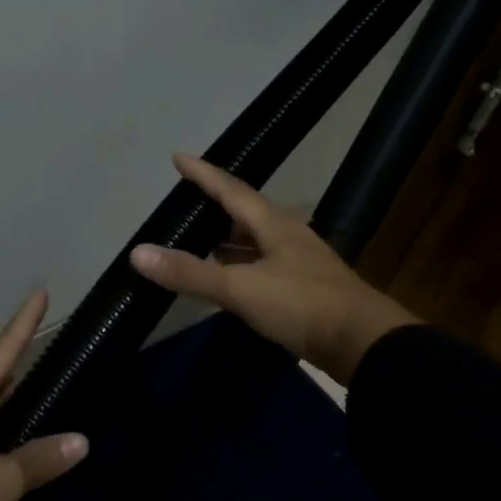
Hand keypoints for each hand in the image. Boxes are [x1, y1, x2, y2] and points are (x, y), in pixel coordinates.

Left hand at [0, 292, 87, 500]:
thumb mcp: (1, 480)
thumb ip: (40, 459)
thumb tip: (81, 441)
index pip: (1, 350)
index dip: (24, 323)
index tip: (40, 293)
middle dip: (14, 360)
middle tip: (43, 344)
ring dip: (4, 397)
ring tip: (32, 387)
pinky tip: (9, 441)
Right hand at [129, 153, 417, 385]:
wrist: (362, 343)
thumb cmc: (302, 305)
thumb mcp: (241, 288)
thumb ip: (190, 273)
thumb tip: (138, 252)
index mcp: (274, 224)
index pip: (231, 189)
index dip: (203, 174)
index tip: (179, 158)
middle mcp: (288, 236)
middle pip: (246, 213)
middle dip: (217, 206)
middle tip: (188, 203)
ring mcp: (300, 263)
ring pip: (256, 242)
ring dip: (229, 240)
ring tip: (201, 240)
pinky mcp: (305, 290)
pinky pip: (264, 267)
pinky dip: (241, 268)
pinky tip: (231, 281)